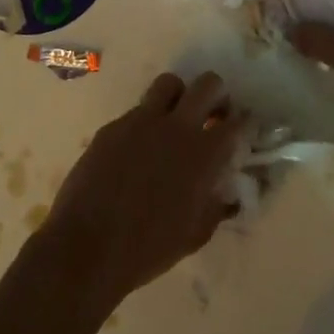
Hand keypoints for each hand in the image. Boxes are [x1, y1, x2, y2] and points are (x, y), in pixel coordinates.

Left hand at [39, 72, 246, 315]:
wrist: (87, 247)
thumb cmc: (148, 249)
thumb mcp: (195, 234)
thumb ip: (217, 206)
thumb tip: (229, 194)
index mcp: (204, 154)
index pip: (238, 122)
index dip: (245, 122)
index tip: (244, 129)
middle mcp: (177, 127)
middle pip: (208, 84)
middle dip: (217, 95)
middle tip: (212, 116)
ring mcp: (142, 121)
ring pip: (170, 84)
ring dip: (180, 96)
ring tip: (175, 119)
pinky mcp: (114, 126)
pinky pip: (138, 111)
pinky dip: (146, 122)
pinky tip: (139, 148)